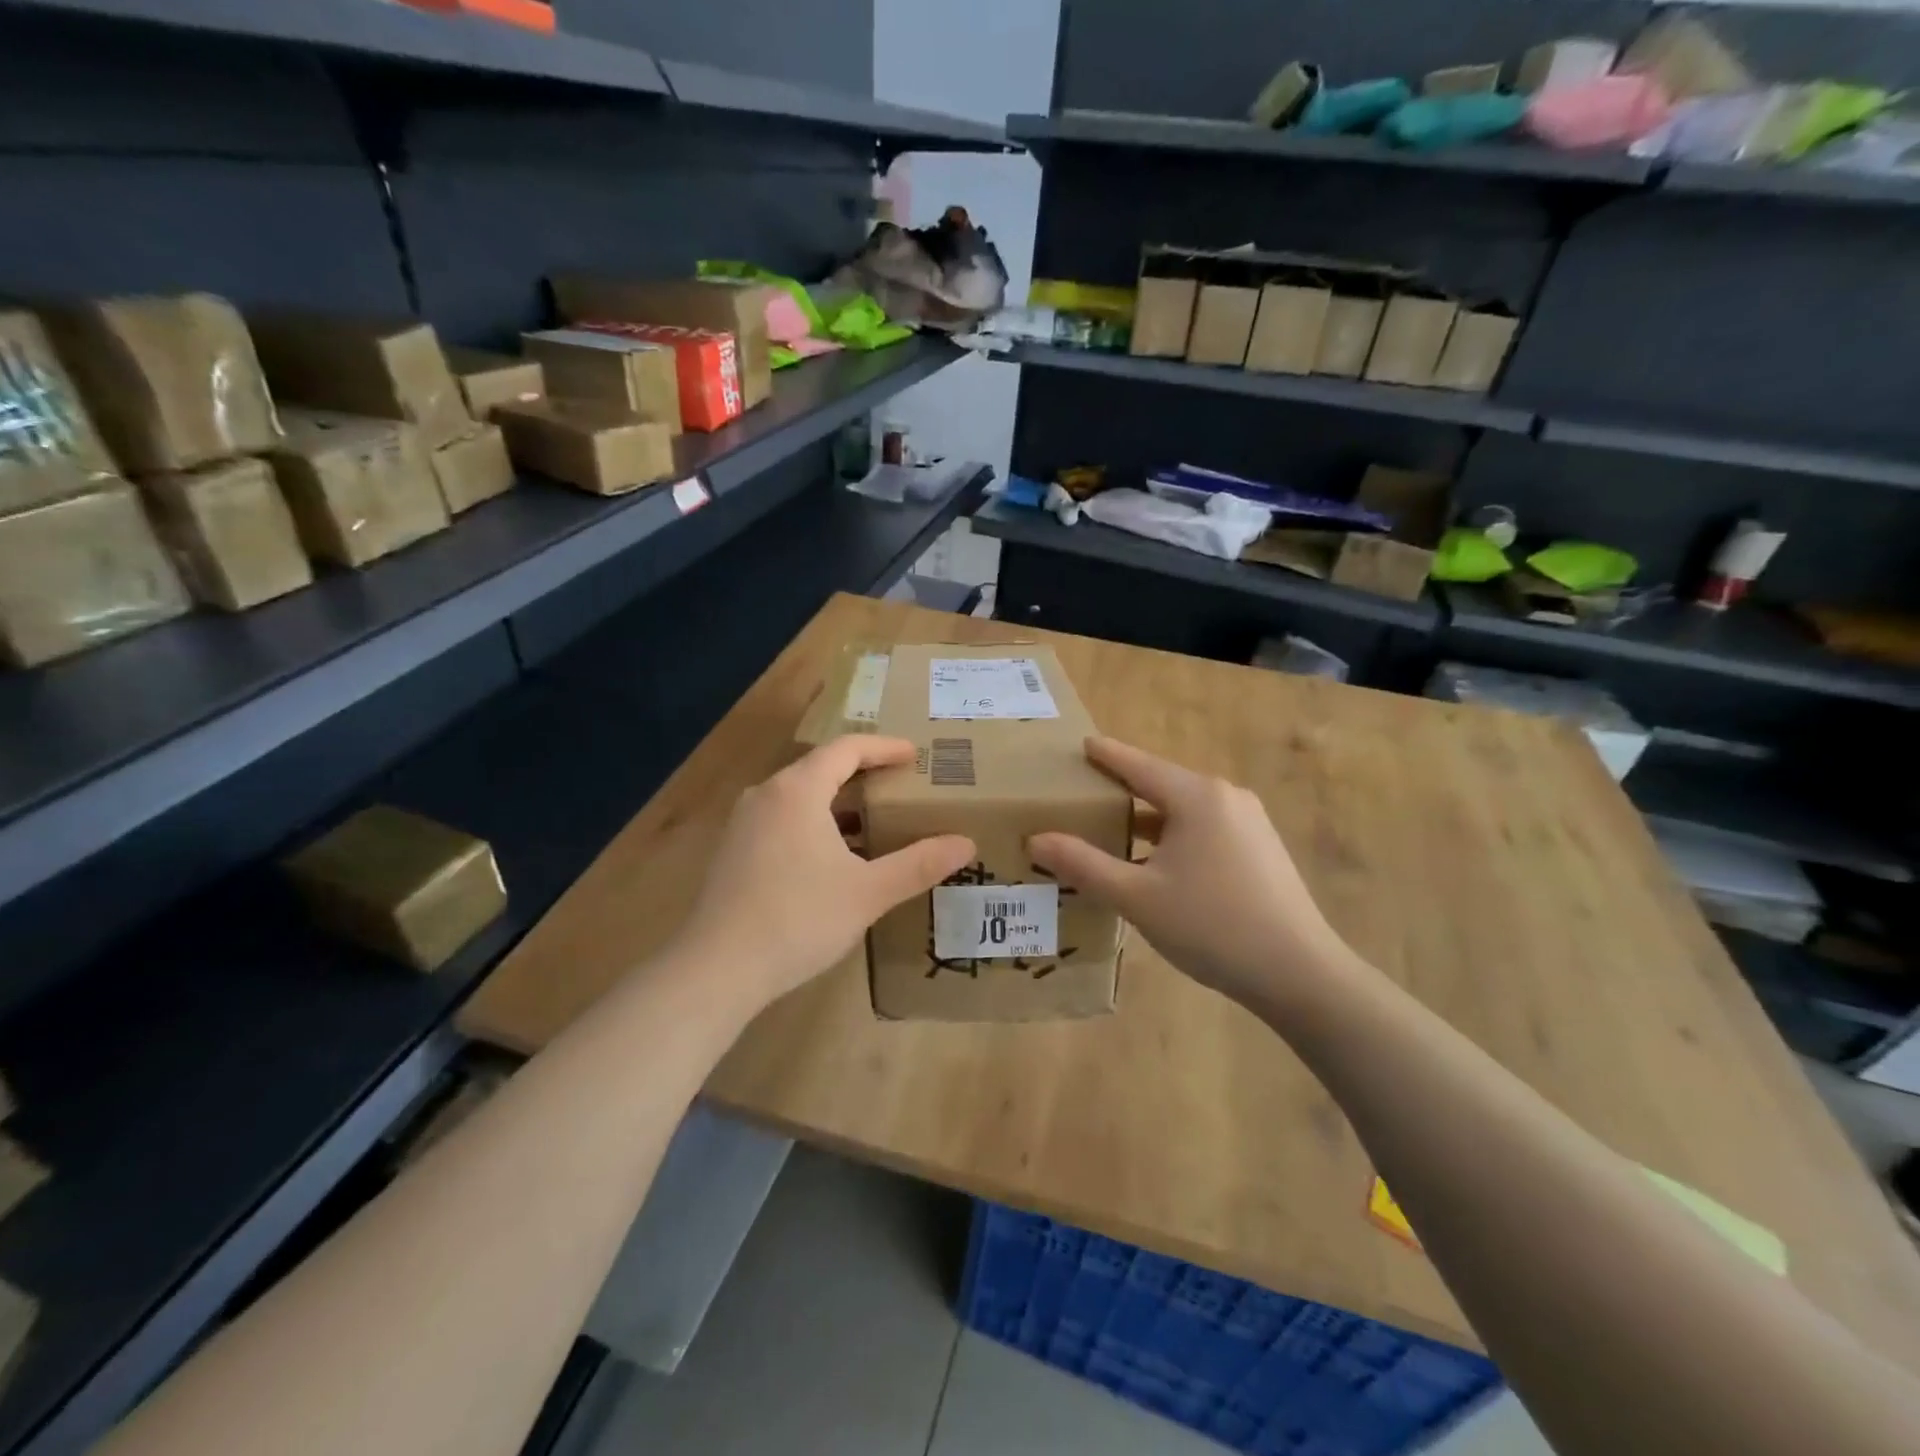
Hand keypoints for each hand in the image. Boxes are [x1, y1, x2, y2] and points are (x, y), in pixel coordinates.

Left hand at [675, 736, 974, 1013]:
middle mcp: (766, 795)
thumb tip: (966, 844)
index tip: (915, 755)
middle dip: (862, 773)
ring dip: (838, 802)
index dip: (884, 748)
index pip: (846, 749)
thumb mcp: (868, 892)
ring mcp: (744, 823)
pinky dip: (815, 824)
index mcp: (797, 791)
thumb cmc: (799, 919)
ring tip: (873, 820)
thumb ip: (918, 864)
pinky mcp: (734, 851)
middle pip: (821, 768)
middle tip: (900, 785)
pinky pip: (783, 820)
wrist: (717, 969)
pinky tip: (834, 857)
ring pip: (799, 796)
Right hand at [1029, 737, 1357, 1011]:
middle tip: (1085, 795)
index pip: (1138, 764)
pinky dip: (1174, 835)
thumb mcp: (1136, 897)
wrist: (1299, 973)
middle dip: (1123, 788)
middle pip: (1162, 783)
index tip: (1082, 745)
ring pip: (1185, 809)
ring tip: (1112, 830)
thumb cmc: (1211, 926)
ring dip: (1148, 818)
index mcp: (1196, 797)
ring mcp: (1250, 822)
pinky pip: (1205, 828)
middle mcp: (1226, 797)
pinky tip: (1157, 863)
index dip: (1106, 755)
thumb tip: (1036, 839)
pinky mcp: (1261, 848)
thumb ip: (1083, 864)